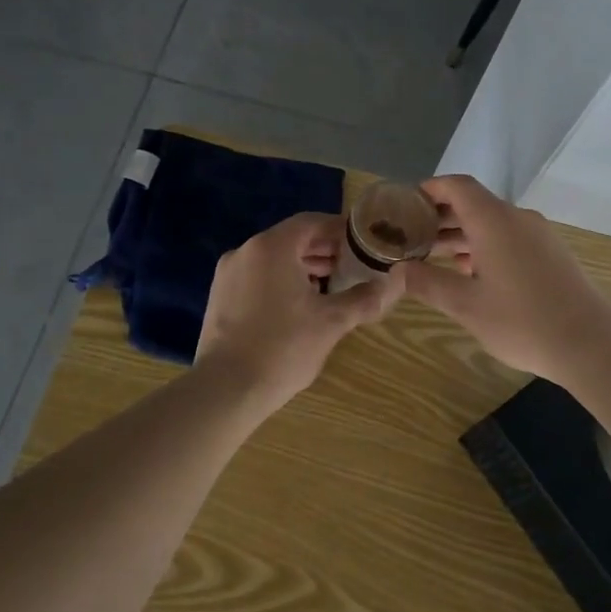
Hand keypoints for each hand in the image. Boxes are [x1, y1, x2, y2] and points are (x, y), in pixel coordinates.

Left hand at [196, 212, 404, 408]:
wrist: (226, 389)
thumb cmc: (283, 348)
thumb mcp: (332, 321)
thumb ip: (363, 298)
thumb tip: (390, 284)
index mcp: (272, 247)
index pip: (312, 222)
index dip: (340, 230)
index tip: (363, 242)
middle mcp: (246, 251)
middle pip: (292, 239)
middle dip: (324, 250)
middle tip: (353, 265)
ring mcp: (228, 274)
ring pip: (273, 259)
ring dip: (303, 266)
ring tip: (332, 285)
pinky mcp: (220, 297)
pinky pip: (257, 276)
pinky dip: (281, 281)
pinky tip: (300, 304)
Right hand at [402, 175, 610, 382]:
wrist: (591, 343)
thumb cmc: (522, 321)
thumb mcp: (466, 306)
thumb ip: (428, 283)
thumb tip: (397, 271)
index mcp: (494, 220)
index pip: (457, 186)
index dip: (430, 189)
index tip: (406, 204)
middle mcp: (517, 218)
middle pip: (474, 203)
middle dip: (441, 216)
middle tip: (411, 236)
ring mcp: (539, 234)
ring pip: (492, 222)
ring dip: (463, 233)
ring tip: (434, 256)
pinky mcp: (551, 253)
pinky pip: (510, 237)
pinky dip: (485, 245)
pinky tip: (471, 272)